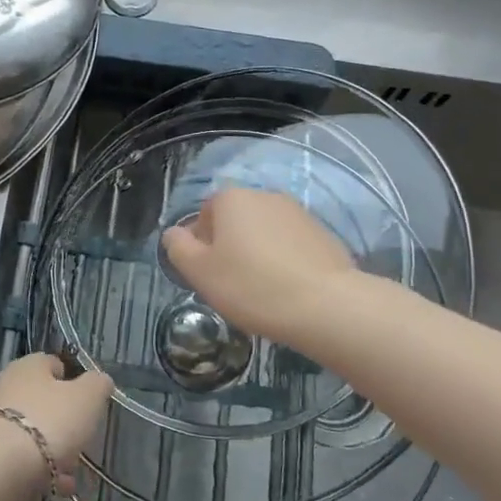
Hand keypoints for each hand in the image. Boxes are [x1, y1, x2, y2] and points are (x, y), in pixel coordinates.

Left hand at [0, 353, 113, 496]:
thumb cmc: (48, 422)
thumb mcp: (87, 398)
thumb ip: (97, 385)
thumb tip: (99, 381)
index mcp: (30, 366)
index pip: (54, 365)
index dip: (74, 382)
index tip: (88, 405)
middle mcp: (6, 386)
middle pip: (43, 402)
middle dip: (64, 426)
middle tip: (81, 446)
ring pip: (31, 434)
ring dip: (53, 454)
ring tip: (70, 478)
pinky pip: (18, 459)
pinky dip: (36, 472)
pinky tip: (52, 490)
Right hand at [162, 188, 356, 348]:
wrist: (326, 305)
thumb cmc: (252, 286)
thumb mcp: (200, 272)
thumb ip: (178, 248)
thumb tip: (174, 233)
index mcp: (232, 198)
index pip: (204, 214)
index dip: (201, 244)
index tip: (208, 274)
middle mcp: (264, 195)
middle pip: (236, 220)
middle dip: (230, 247)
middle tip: (231, 284)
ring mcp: (298, 212)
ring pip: (264, 232)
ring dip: (258, 254)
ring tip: (261, 290)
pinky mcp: (323, 233)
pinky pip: (291, 245)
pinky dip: (284, 261)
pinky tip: (288, 290)